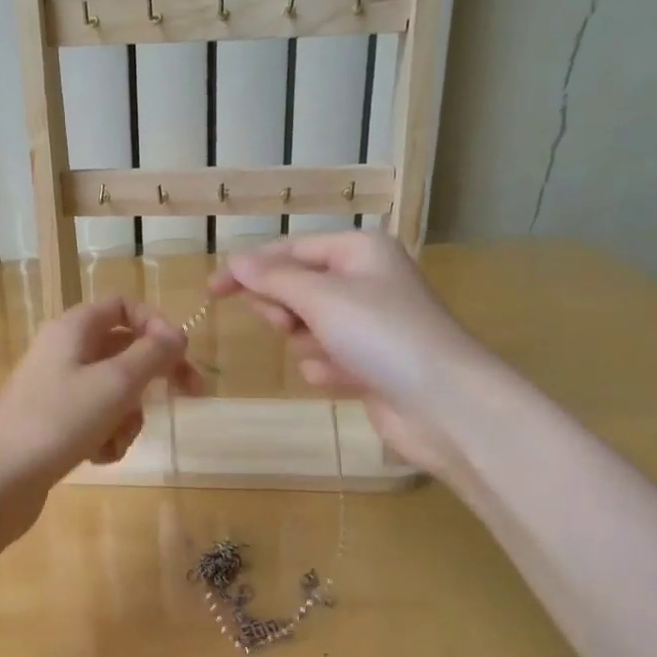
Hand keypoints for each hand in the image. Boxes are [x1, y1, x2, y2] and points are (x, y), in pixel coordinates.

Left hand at [0, 297, 201, 515]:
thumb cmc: (58, 421)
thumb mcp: (116, 383)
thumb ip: (153, 354)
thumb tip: (177, 335)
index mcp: (73, 328)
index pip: (123, 306)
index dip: (156, 324)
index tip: (181, 355)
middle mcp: (63, 351)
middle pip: (123, 350)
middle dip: (153, 376)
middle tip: (189, 395)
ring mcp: (55, 389)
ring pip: (112, 390)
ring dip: (128, 415)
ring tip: (118, 438)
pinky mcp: (51, 423)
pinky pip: (94, 419)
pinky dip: (106, 435)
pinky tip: (99, 456)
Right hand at [209, 233, 476, 474]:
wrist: (445, 406)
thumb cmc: (382, 336)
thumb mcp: (321, 298)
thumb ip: (274, 279)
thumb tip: (236, 261)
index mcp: (359, 251)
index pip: (290, 250)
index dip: (250, 268)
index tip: (212, 290)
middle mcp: (366, 281)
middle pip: (298, 287)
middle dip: (285, 308)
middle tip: (285, 324)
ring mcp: (371, 324)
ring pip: (309, 326)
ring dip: (308, 343)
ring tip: (327, 355)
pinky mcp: (371, 363)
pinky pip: (327, 357)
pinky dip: (327, 368)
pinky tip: (344, 379)